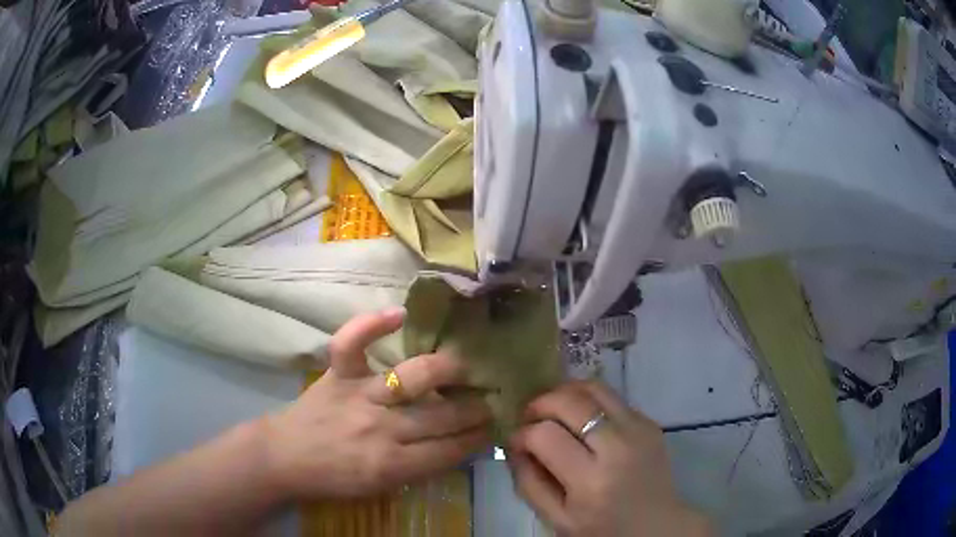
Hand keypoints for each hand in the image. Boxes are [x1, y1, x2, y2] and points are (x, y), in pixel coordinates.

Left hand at [263, 307, 491, 499]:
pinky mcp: (336, 374)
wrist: (284, 457)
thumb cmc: (333, 478)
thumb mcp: (381, 488)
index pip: (450, 450)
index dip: (479, 438)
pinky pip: (352, 343)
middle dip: (476, 407)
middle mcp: (381, 429)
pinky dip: (371, 324)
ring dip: (447, 370)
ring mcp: (358, 396)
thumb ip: (419, 467)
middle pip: (441, 416)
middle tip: (496, 396)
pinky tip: (399, 313)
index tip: (497, 425)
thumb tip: (458, 445)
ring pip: (412, 378)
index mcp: (392, 465)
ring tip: (468, 364)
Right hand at [508, 381, 711, 536]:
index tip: (516, 441)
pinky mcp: (650, 422)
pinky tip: (582, 420)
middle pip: (570, 401)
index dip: (522, 434)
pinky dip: (588, 401)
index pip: (545, 435)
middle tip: (530, 417)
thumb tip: (514, 445)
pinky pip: (612, 398)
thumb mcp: (556, 519)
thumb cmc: (603, 530)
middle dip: (540, 403)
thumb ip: (529, 483)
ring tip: (553, 409)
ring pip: (594, 387)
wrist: (656, 526)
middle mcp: (618, 447)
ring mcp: (639, 429)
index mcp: (591, 481)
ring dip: (565, 392)